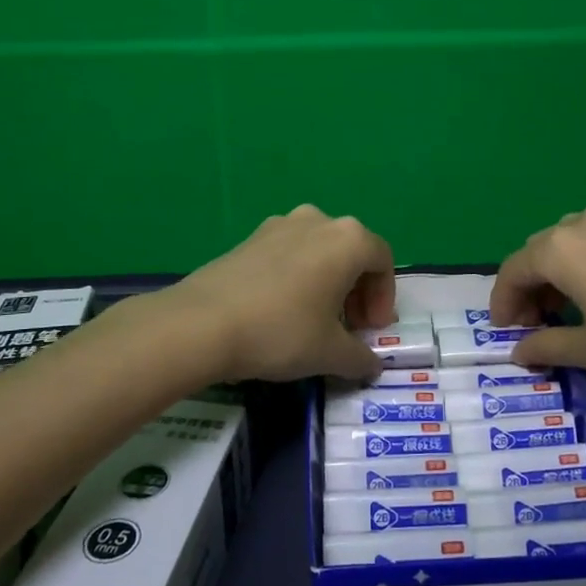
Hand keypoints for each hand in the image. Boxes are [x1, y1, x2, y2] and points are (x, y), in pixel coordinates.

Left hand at [164, 205, 396, 382]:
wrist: (202, 323)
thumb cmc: (280, 331)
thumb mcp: (329, 353)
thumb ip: (360, 357)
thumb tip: (371, 365)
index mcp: (347, 239)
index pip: (383, 261)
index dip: (384, 298)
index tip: (370, 330)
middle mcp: (318, 221)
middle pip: (352, 252)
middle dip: (357, 290)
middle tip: (349, 327)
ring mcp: (280, 224)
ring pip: (319, 250)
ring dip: (328, 281)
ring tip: (316, 319)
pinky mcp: (250, 237)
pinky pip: (289, 252)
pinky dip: (298, 276)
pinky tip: (282, 309)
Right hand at [491, 205, 585, 400]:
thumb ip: (546, 345)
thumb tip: (519, 350)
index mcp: (565, 248)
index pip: (516, 268)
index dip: (503, 300)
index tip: (504, 329)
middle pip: (546, 247)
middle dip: (534, 282)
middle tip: (538, 320)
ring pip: (584, 237)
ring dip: (570, 267)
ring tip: (580, 302)